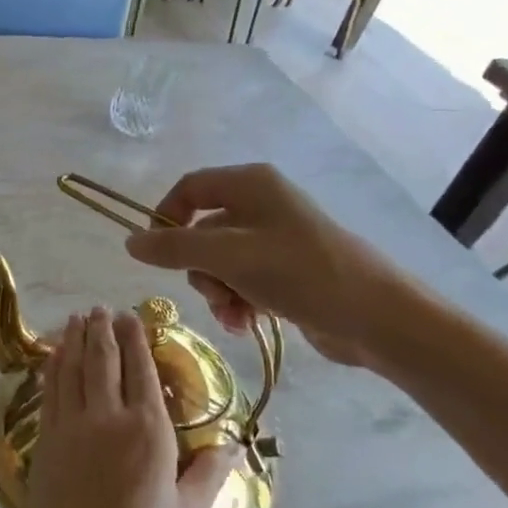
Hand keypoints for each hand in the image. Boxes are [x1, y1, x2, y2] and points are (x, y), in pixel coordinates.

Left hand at [13, 307, 235, 507]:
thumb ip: (208, 474)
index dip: (136, 339)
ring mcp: (70, 427)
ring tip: (78, 318)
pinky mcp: (45, 440)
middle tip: (103, 308)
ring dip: (74, 339)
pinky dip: (53, 366)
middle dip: (102, 329)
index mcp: (149, 434)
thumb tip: (234, 443)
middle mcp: (107, 419)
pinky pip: (50, 391)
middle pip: (103, 360)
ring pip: (71, 369)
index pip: (142, 371)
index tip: (132, 315)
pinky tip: (54, 356)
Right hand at [124, 163, 410, 368]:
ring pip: (218, 262)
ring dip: (217, 291)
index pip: (188, 188)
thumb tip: (130, 241)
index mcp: (250, 184)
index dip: (165, 217)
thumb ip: (174, 248)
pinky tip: (245, 323)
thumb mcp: (228, 256)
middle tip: (213, 291)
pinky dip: (237, 302)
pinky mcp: (286, 271)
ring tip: (234, 314)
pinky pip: (241, 280)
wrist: (377, 318)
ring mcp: (275, 239)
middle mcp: (261, 205)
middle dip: (199, 269)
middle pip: (201, 231)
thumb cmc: (300, 272)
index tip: (154, 252)